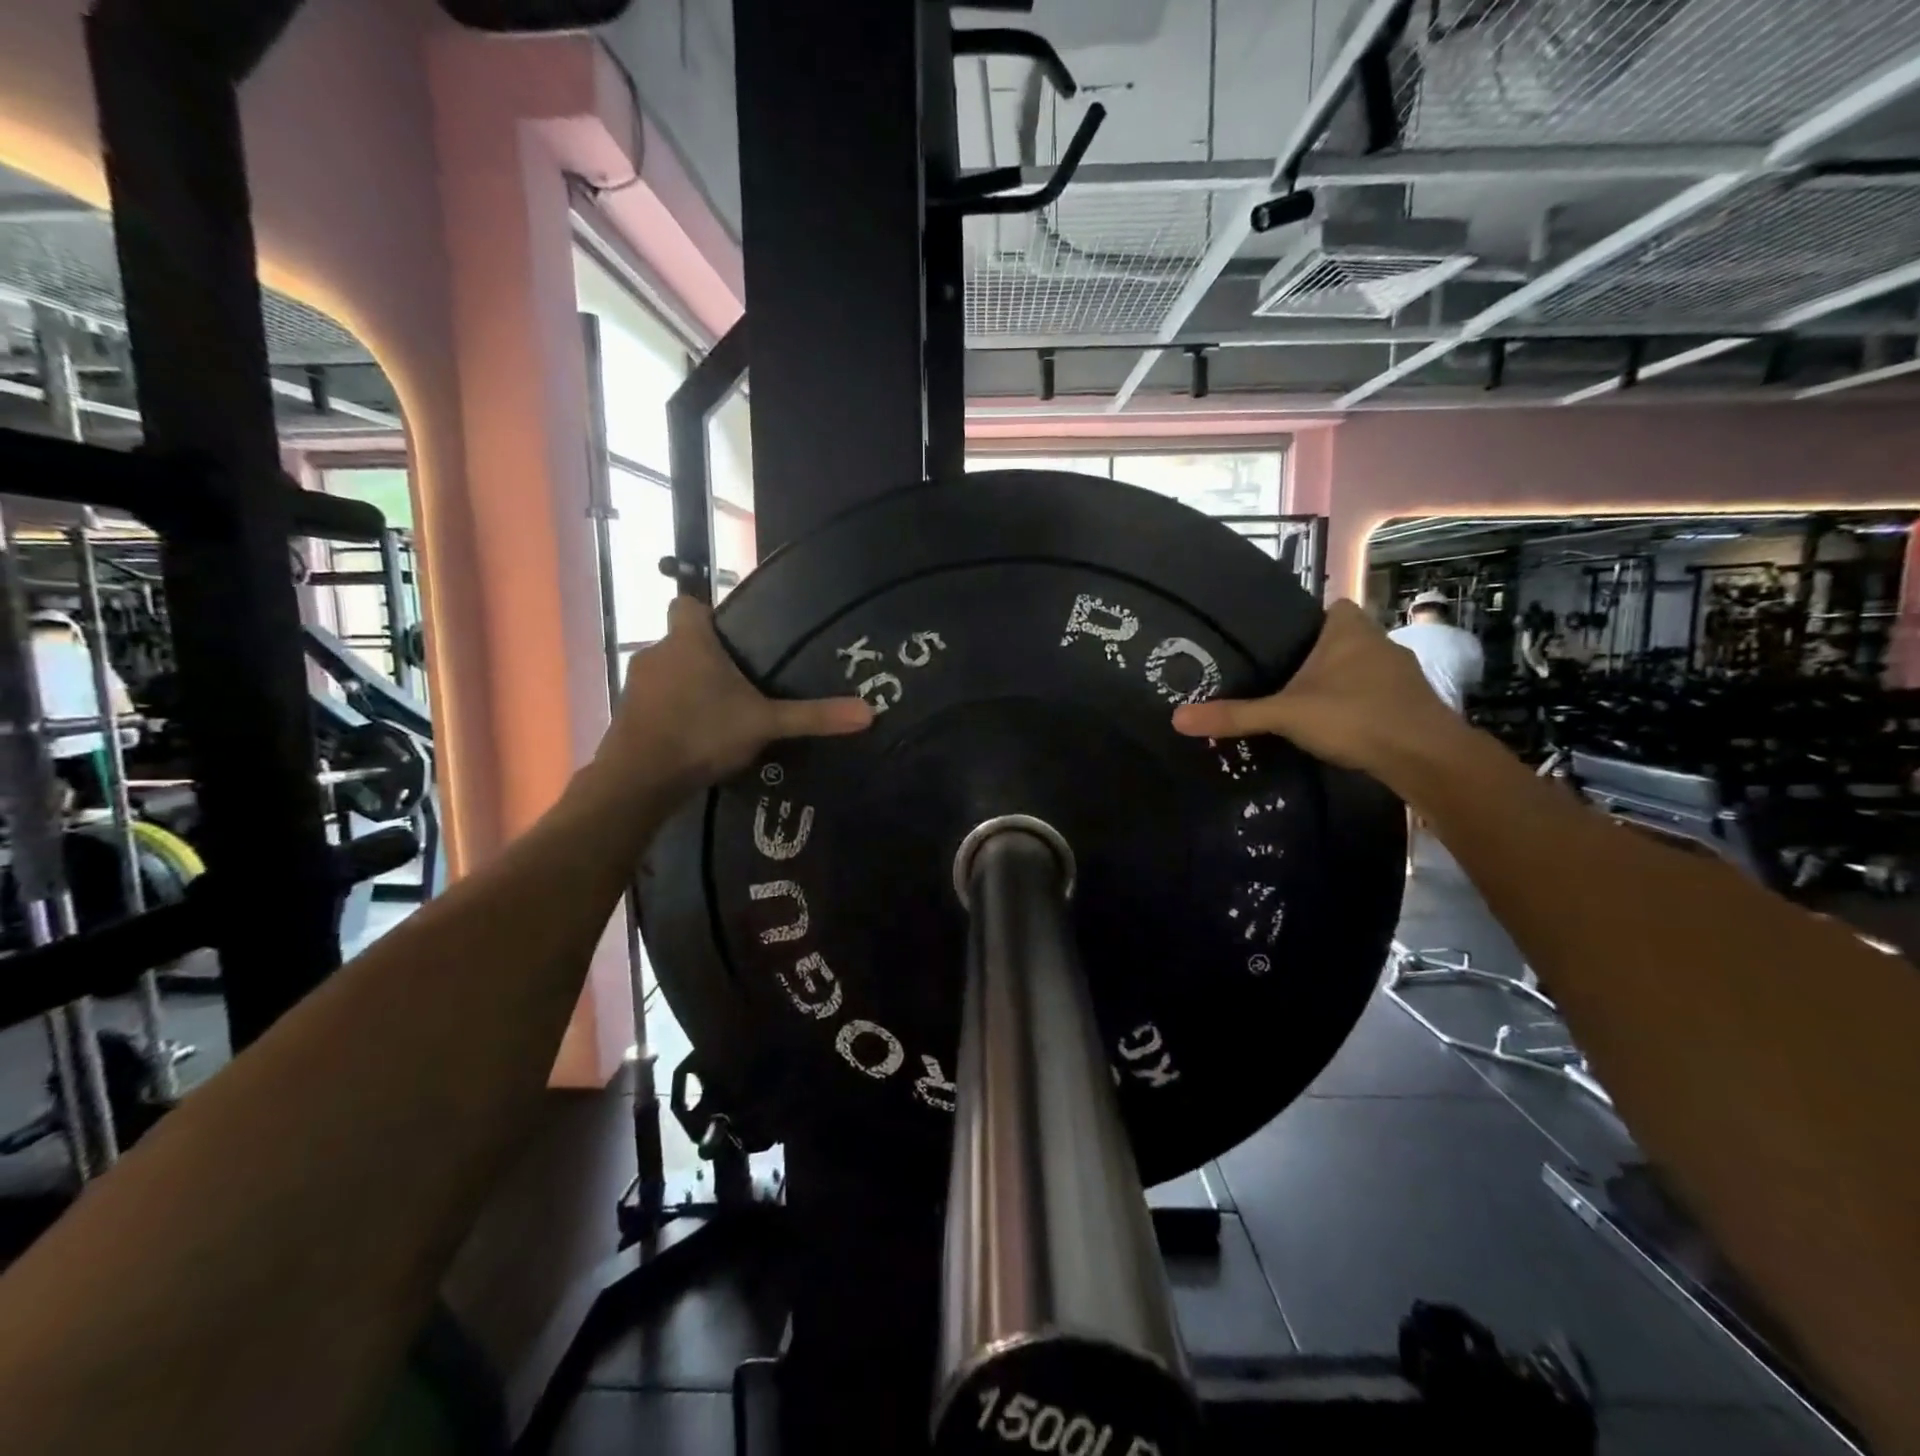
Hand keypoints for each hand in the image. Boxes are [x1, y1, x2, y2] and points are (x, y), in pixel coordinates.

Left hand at [600, 597, 872, 794]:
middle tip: (740, 681)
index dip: (706, 613)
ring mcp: (636, 684)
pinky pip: (654, 701)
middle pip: (681, 641)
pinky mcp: (626, 714)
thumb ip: (813, 717)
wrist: (639, 778)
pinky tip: (694, 735)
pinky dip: (671, 711)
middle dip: (706, 657)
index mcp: (689, 641)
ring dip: (687, 686)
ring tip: (719, 712)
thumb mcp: (765, 724)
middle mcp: (657, 652)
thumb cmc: (703, 733)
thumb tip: (869, 712)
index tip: (730, 635)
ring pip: (667, 672)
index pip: (687, 604)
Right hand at [1170, 599, 1462, 773]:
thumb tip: (1176, 718)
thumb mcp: (1285, 714)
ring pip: (1359, 669)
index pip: (1326, 609)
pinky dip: (1357, 707)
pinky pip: (1375, 695)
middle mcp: (1379, 641)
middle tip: (1279, 679)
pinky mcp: (1412, 703)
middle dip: (1316, 657)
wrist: (1425, 756)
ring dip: (1338, 684)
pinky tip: (1338, 728)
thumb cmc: (1354, 716)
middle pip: (1340, 640)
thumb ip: (1235, 715)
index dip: (1305, 623)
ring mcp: (1401, 673)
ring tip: (1303, 706)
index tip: (1278, 646)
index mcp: (1348, 628)